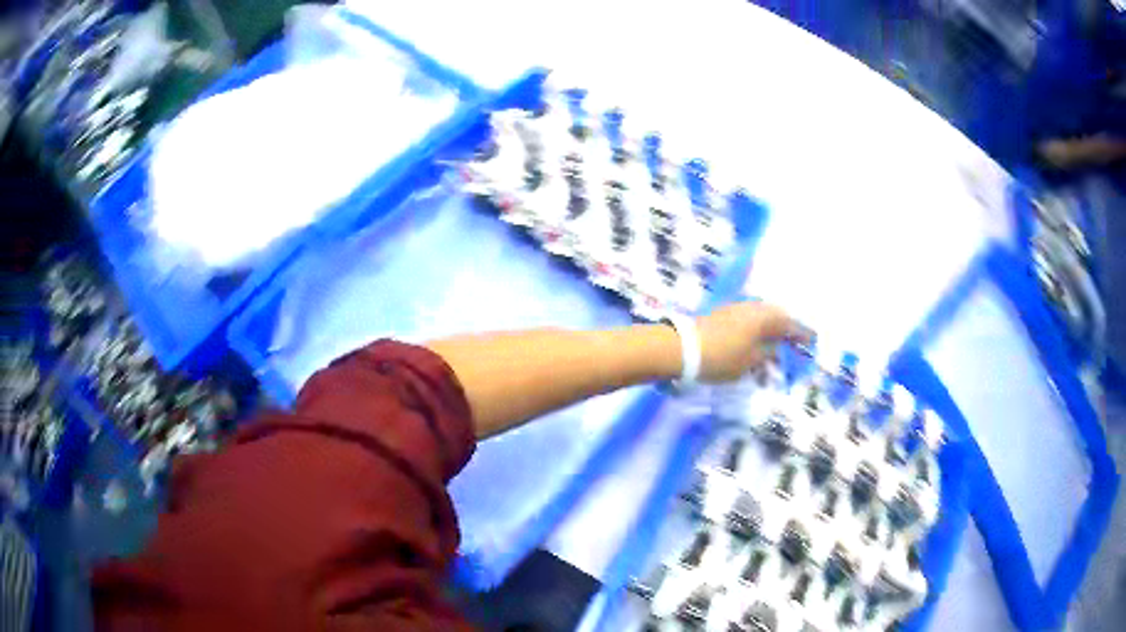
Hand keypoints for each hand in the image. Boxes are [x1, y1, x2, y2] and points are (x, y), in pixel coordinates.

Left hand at [695, 301, 808, 383]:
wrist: (682, 347)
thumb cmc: (721, 357)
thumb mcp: (749, 362)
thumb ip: (766, 354)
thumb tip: (775, 350)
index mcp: (765, 317)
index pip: (790, 324)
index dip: (802, 333)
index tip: (813, 339)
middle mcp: (753, 307)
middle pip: (776, 317)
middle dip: (786, 330)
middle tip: (795, 343)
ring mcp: (737, 309)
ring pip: (762, 319)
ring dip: (770, 332)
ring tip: (775, 349)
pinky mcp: (723, 314)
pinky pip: (749, 321)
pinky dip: (756, 333)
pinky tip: (756, 345)